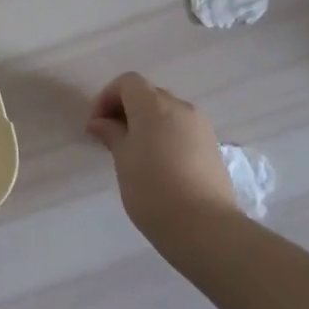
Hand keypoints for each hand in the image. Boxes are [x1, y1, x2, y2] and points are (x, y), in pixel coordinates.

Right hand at [86, 72, 238, 248]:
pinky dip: (166, 135)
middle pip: (148, 94)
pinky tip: (159, 163)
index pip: (128, 82)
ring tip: (134, 152)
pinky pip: (182, 128)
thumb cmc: (152, 189)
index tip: (96, 125)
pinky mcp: (212, 145)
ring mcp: (200, 125)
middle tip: (111, 137)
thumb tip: (100, 122)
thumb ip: (112, 134)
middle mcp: (180, 107)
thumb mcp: (123, 159)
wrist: (204, 226)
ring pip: (167, 111)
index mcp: (153, 105)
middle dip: (126, 109)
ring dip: (147, 122)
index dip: (107, 97)